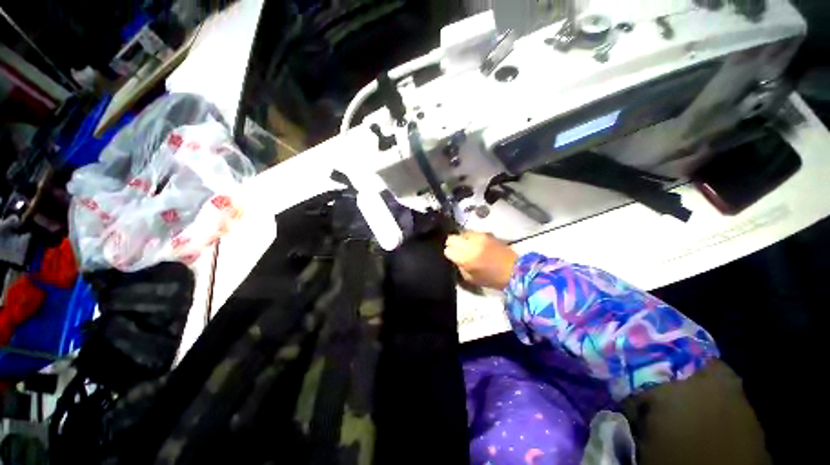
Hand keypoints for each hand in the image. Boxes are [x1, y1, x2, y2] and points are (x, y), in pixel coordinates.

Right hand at [444, 231, 517, 289]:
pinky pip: (472, 232)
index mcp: (466, 258)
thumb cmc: (492, 279)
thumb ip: (459, 267)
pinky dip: (470, 237)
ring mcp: (479, 237)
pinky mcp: (487, 233)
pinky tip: (475, 244)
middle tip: (456, 250)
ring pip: (461, 233)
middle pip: (451, 238)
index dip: (449, 254)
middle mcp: (471, 244)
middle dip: (451, 244)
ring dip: (461, 239)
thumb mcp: (471, 279)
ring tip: (466, 246)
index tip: (453, 257)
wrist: (515, 270)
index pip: (448, 250)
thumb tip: (455, 258)